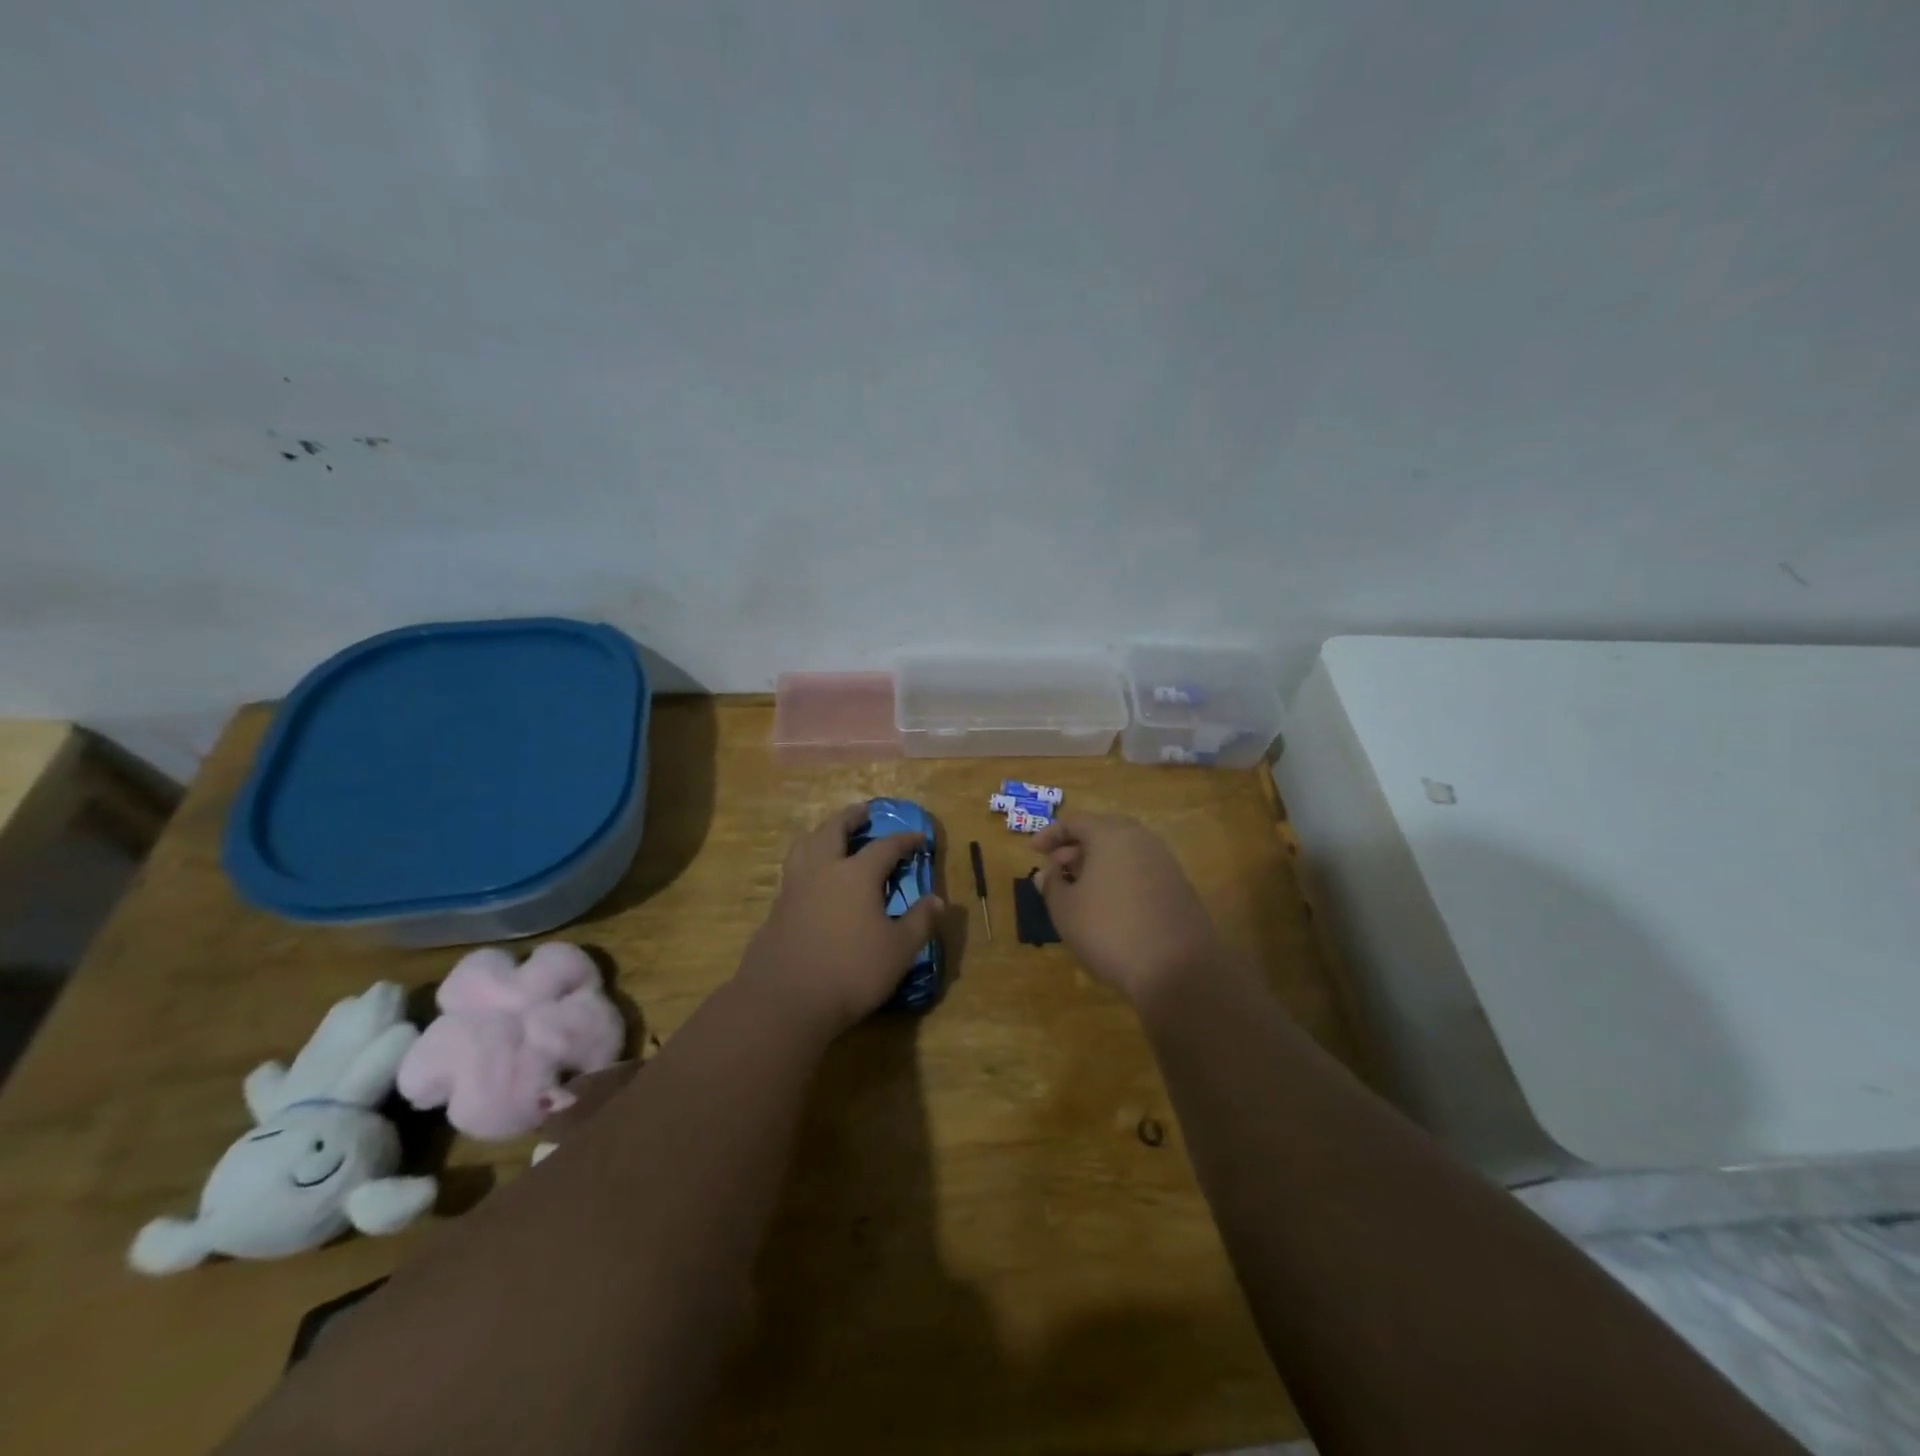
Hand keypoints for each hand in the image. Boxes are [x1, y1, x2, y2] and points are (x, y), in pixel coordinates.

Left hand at [740, 804, 944, 1035]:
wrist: (785, 1000)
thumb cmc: (851, 971)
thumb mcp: (899, 950)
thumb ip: (920, 922)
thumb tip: (938, 900)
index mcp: (856, 874)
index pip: (885, 847)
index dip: (904, 840)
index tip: (919, 838)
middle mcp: (823, 871)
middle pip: (834, 830)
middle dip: (850, 817)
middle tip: (862, 811)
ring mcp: (794, 889)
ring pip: (804, 846)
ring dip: (820, 833)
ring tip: (829, 834)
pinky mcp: (776, 910)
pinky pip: (793, 873)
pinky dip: (806, 863)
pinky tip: (812, 880)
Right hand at [1033, 813, 1219, 1007]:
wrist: (1177, 969)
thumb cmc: (1109, 931)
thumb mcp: (1065, 909)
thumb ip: (1051, 884)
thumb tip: (1048, 871)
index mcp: (1111, 835)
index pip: (1075, 822)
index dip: (1049, 834)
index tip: (1033, 852)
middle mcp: (1141, 839)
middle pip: (1102, 831)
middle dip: (1075, 847)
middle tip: (1056, 867)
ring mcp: (1165, 862)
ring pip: (1123, 851)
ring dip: (1098, 863)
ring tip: (1079, 888)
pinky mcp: (1179, 886)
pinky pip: (1140, 869)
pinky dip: (1119, 876)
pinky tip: (1109, 904)